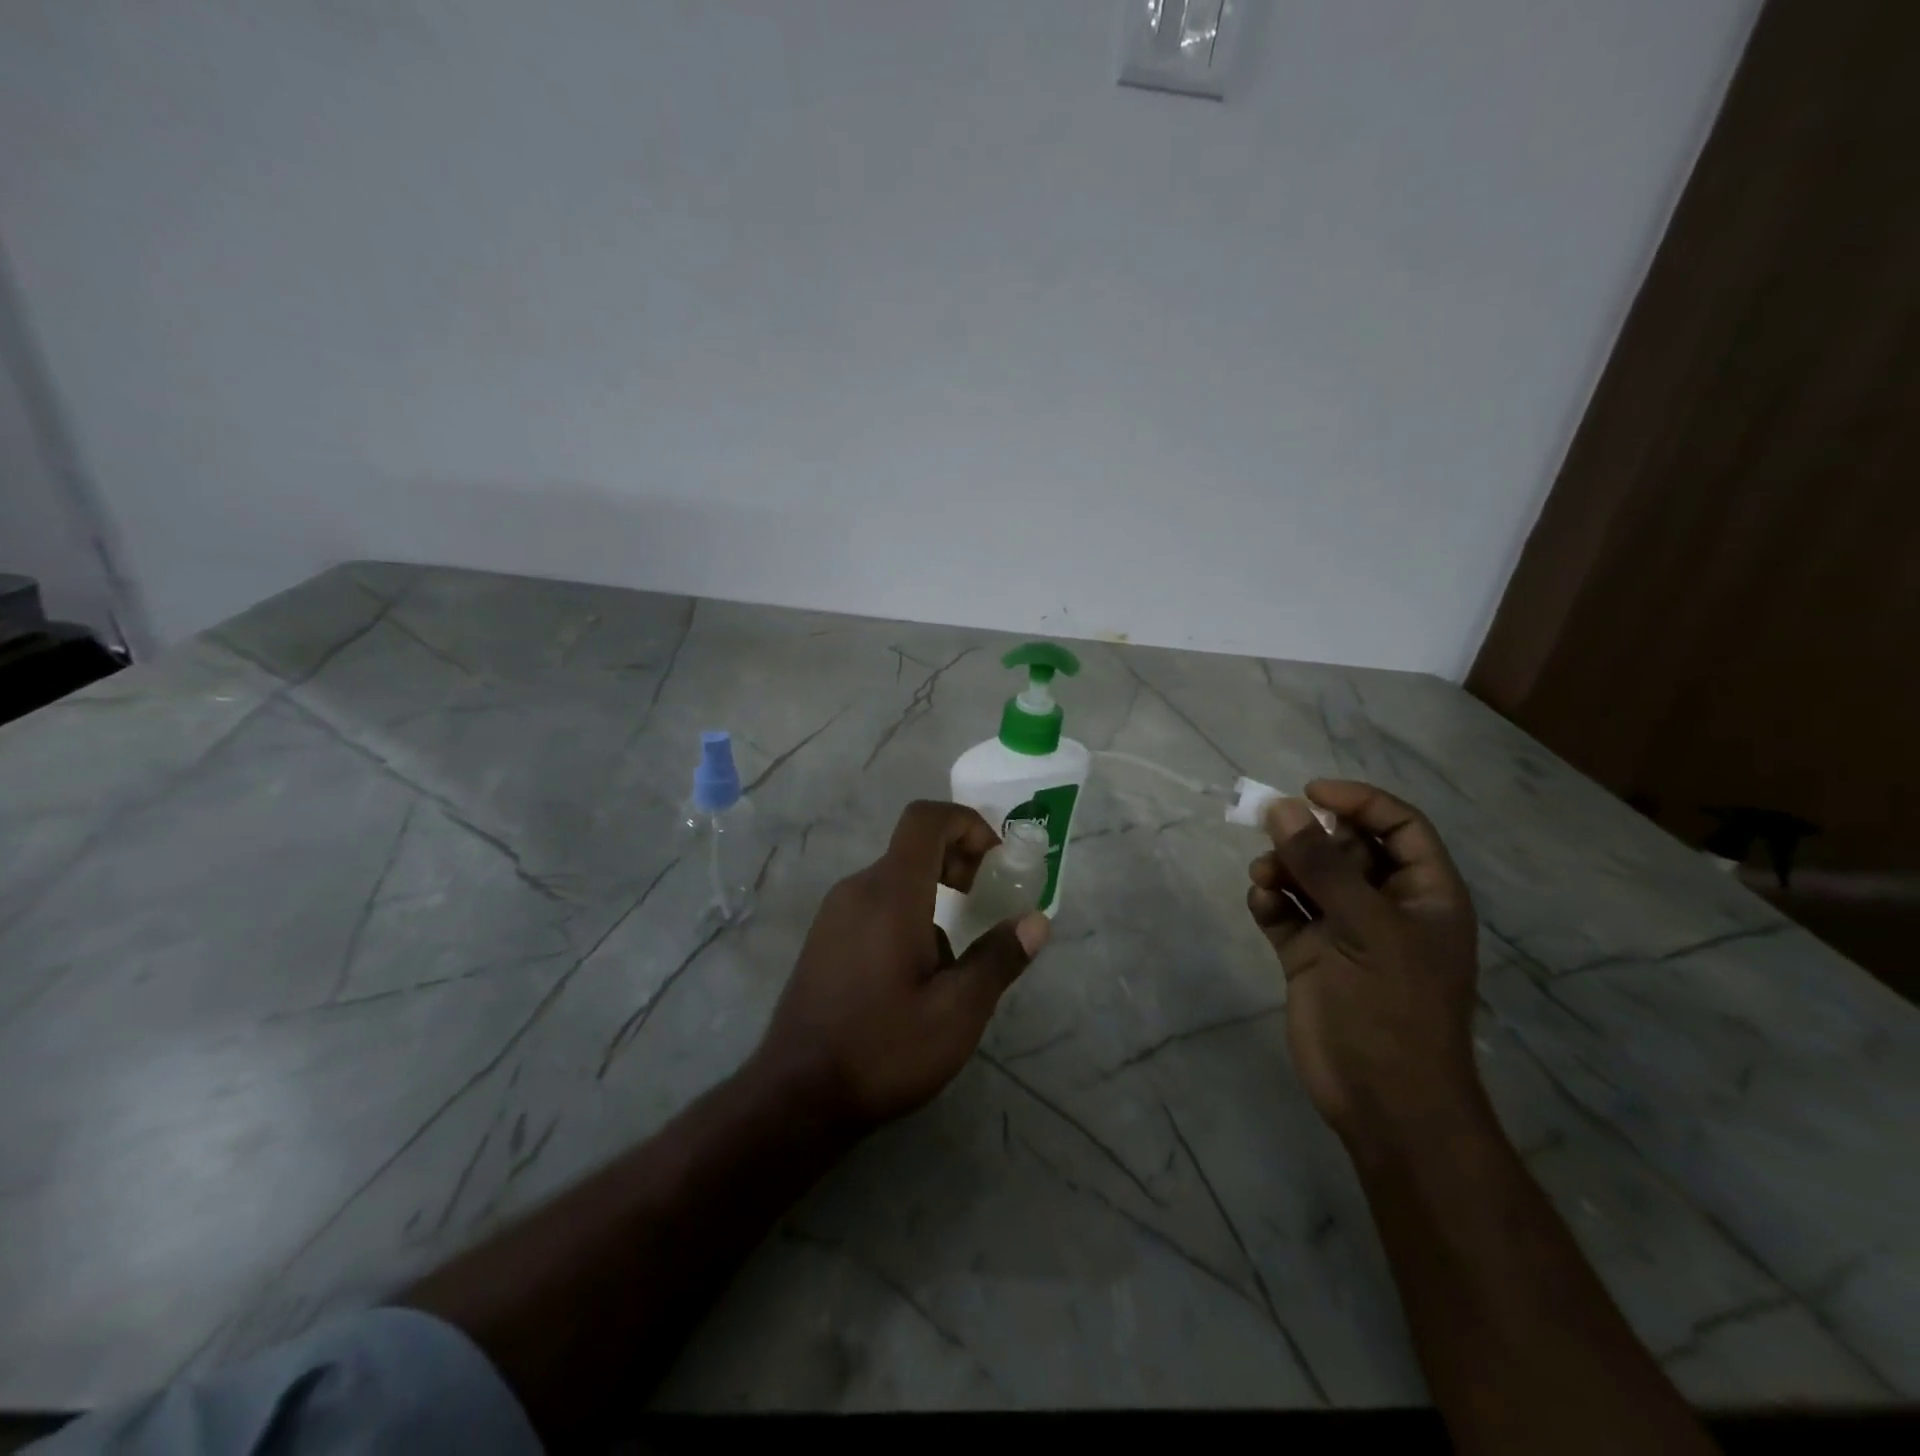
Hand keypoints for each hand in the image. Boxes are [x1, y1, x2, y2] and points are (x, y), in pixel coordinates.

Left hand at [754, 800, 1050, 1131]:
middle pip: (913, 846)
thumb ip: (998, 959)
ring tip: (956, 958)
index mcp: (890, 893)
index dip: (967, 823)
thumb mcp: (956, 1012)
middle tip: (986, 900)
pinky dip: (909, 914)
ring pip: (896, 879)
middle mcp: (857, 890)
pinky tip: (917, 977)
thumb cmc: (882, 1049)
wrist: (796, 1096)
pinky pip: (875, 904)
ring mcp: (835, 914)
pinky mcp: (825, 938)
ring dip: (935, 895)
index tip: (996, 862)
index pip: (926, 819)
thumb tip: (1036, 921)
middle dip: (959, 861)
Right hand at [1246, 780, 1482, 1154]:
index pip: (1399, 826)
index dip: (1359, 802)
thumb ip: (1322, 865)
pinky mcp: (1310, 956)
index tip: (1310, 792)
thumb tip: (1282, 807)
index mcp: (1423, 895)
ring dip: (1283, 868)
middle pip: (1346, 847)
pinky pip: (1285, 911)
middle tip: (1276, 838)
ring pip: (1309, 877)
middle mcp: (1385, 906)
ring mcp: (1345, 932)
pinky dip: (1270, 902)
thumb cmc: (1393, 1008)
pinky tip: (1262, 906)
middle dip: (1309, 838)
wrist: (1382, 1100)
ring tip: (1263, 878)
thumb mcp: (1365, 927)